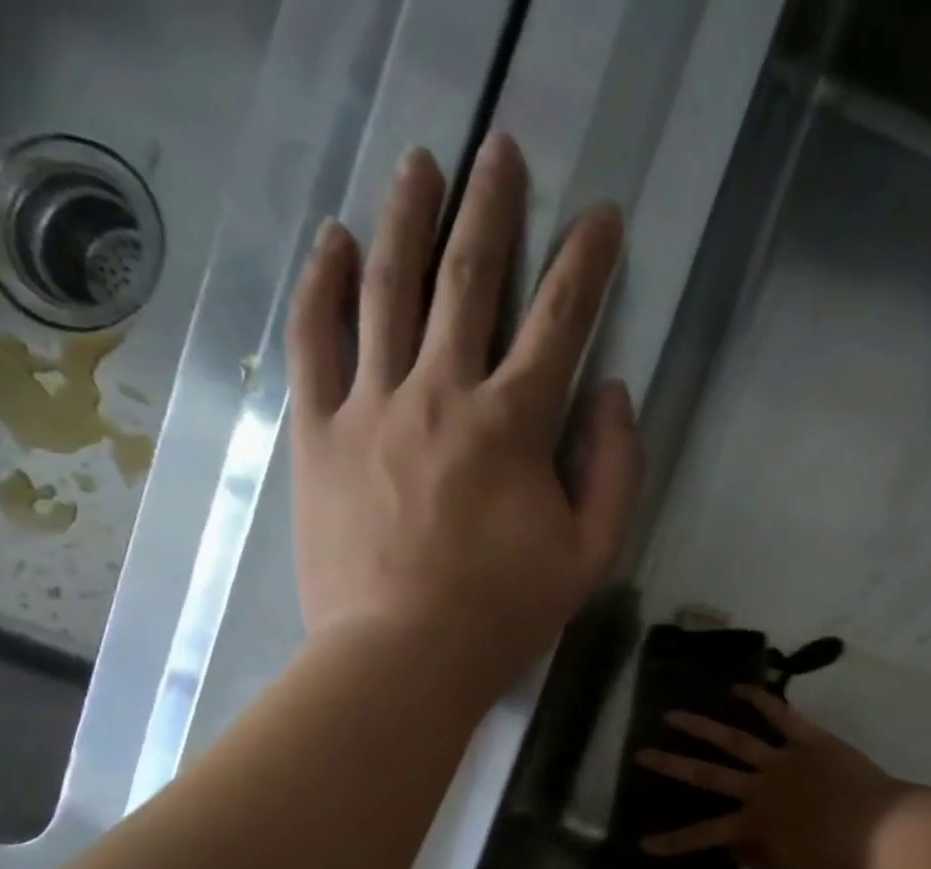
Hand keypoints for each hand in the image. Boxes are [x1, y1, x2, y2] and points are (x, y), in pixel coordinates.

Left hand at [285, 134, 640, 686]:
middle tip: (501, 151)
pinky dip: (325, 283)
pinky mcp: (317, 431)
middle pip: (468, 279)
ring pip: (387, 289)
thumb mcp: (591, 556)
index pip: (559, 321)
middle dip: (492, 208)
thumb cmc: (505, 612)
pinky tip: (336, 239)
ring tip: (421, 163)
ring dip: (408, 218)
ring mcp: (370, 404)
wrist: (402, 656)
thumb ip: (614, 471)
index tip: (600, 218)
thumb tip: (613, 394)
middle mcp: (441, 392)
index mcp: (513, 425)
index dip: (585, 263)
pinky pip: (315, 339)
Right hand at [636, 688, 906, 868]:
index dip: (673, 841)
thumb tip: (732, 847)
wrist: (878, 828)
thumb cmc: (836, 859)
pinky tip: (739, 687)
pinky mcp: (807, 740)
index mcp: (754, 824)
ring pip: (734, 740)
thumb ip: (758, 860)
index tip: (643, 842)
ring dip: (702, 727)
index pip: (704, 835)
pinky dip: (761, 700)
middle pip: (708, 774)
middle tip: (642, 753)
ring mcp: (781, 759)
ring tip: (674, 714)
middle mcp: (758, 787)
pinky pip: (782, 715)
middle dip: (672, 765)